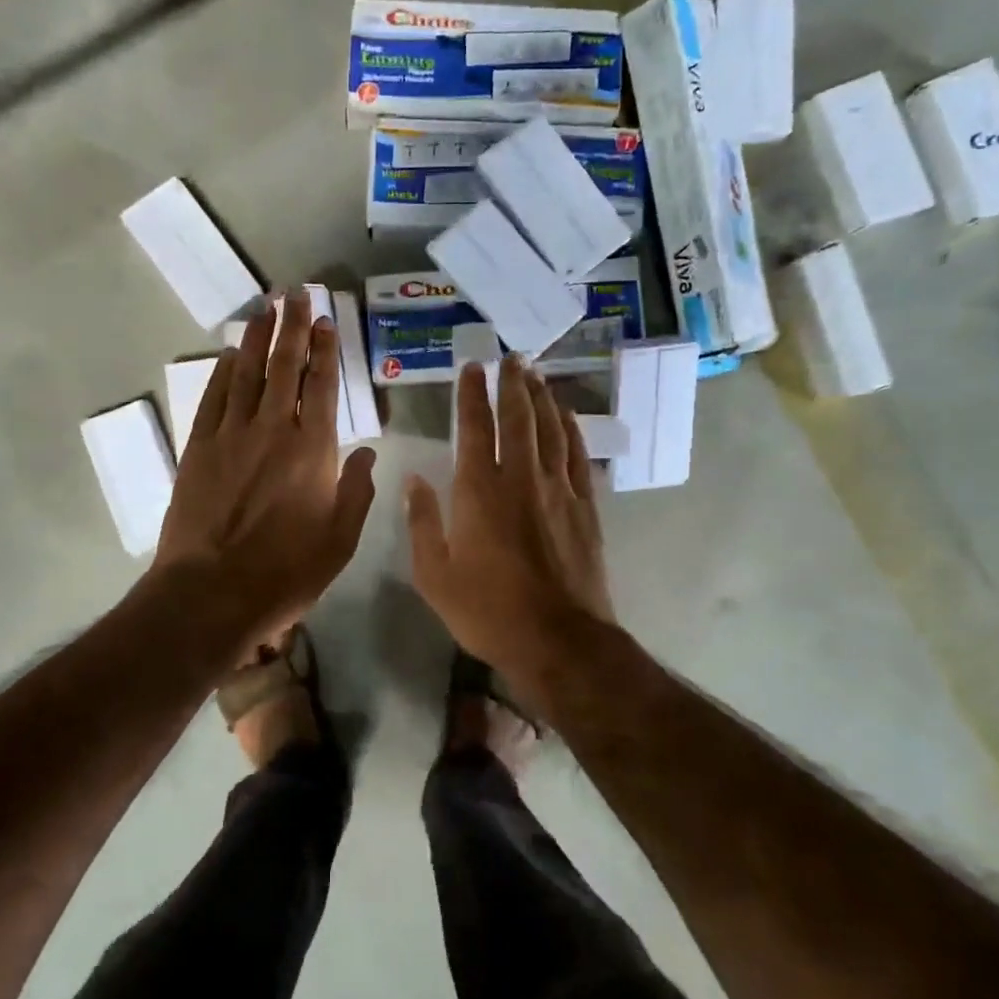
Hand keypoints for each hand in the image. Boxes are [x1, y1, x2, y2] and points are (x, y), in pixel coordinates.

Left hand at [152, 291, 377, 659]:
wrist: (210, 592)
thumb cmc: (285, 572)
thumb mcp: (340, 540)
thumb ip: (356, 490)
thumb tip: (366, 452)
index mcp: (313, 449)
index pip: (322, 385)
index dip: (324, 349)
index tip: (325, 320)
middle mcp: (272, 429)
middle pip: (283, 366)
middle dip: (291, 327)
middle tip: (295, 293)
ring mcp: (230, 435)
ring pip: (245, 374)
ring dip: (255, 339)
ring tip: (264, 309)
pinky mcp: (199, 448)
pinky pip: (213, 398)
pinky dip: (221, 372)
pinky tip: (227, 355)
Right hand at [405, 355, 614, 715]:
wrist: (559, 641)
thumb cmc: (488, 611)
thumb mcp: (435, 575)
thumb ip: (423, 523)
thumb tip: (414, 480)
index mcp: (479, 492)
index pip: (474, 428)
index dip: (471, 395)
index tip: (472, 368)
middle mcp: (520, 479)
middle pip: (518, 418)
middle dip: (512, 384)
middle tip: (510, 357)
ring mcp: (558, 490)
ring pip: (550, 429)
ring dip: (542, 398)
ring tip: (536, 374)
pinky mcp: (584, 507)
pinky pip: (577, 455)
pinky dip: (571, 429)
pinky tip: (567, 415)